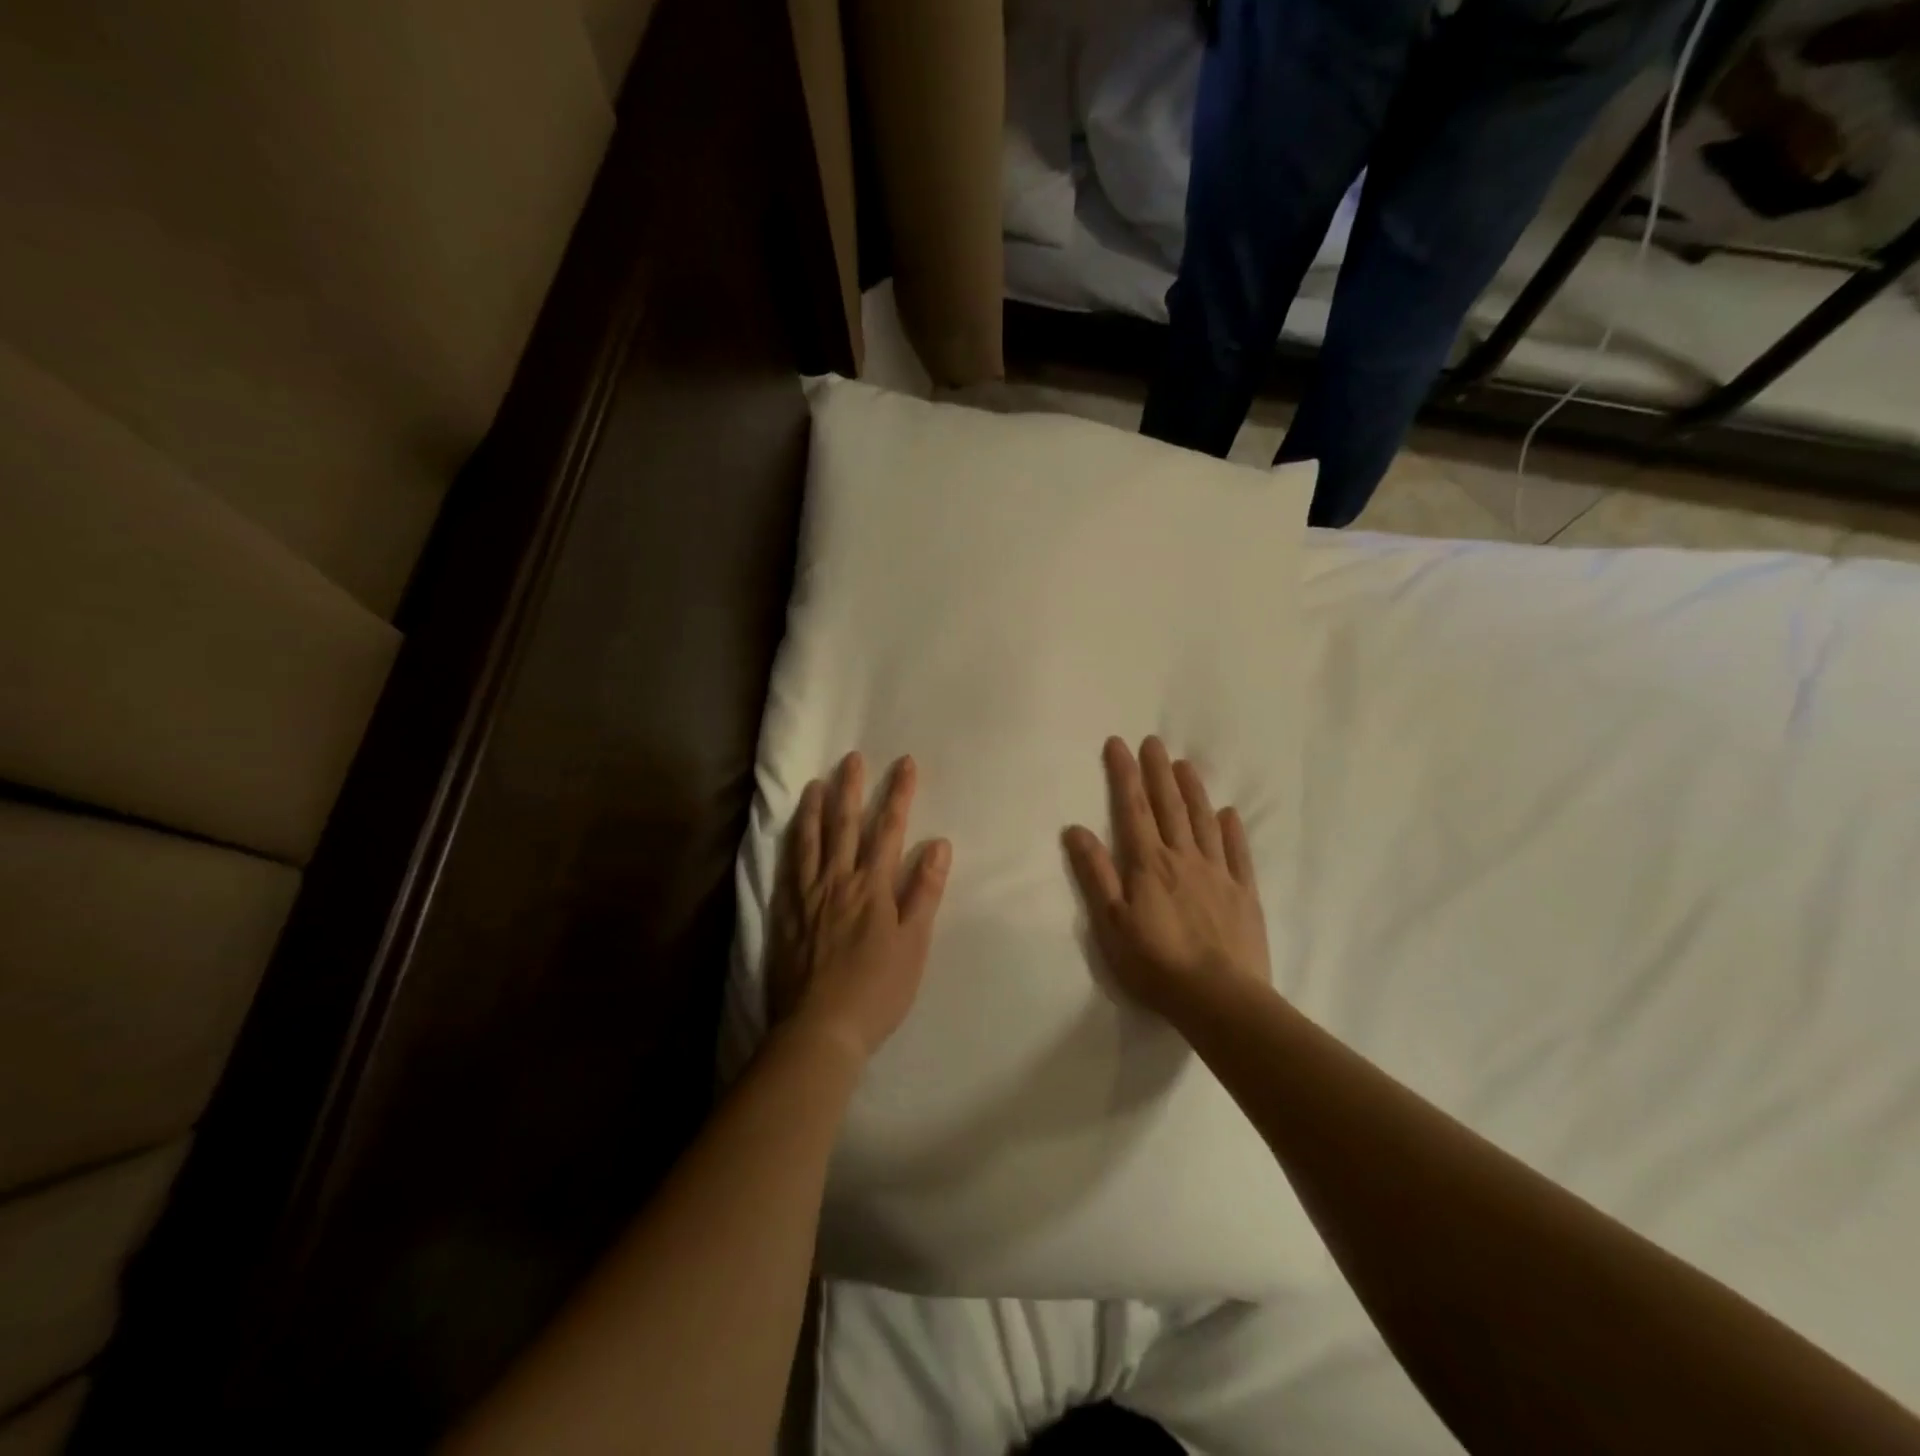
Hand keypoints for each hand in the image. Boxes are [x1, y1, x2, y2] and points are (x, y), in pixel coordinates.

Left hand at [767, 752, 951, 1061]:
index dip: (899, 795)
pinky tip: (791, 834)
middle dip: (852, 789)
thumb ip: (924, 891)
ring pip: (811, 841)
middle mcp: (838, 881)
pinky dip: (792, 844)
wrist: (821, 1028)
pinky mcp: (787, 914)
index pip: (889, 830)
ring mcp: (808, 896)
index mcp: (872, 887)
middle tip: (852, 758)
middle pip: (845, 826)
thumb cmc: (877, 989)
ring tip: (816, 784)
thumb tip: (938, 843)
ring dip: (815, 809)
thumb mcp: (913, 943)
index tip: (905, 764)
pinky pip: (789, 868)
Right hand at [1063, 736, 1269, 1022]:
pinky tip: (1229, 814)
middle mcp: (1184, 858)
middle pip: (1170, 806)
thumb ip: (1095, 873)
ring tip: (1185, 764)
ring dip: (1193, 791)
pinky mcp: (1244, 894)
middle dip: (1158, 771)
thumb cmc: (1155, 964)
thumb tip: (1076, 829)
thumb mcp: (1111, 923)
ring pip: (1204, 822)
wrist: (1219, 999)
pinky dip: (1232, 830)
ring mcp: (1218, 874)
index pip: (1133, 808)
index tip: (1119, 744)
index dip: (1125, 774)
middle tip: (1154, 742)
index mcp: (1149, 864)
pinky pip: (1238, 853)